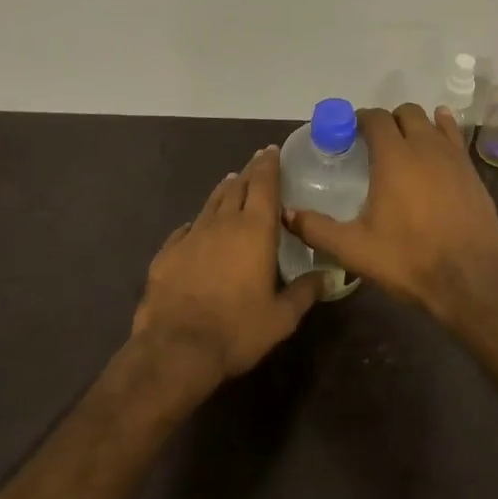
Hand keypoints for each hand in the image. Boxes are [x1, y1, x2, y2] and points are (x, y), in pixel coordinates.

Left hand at [130, 145, 324, 392]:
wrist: (176, 347)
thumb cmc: (237, 330)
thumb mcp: (281, 317)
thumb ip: (305, 292)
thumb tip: (329, 276)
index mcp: (255, 231)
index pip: (264, 185)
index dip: (268, 166)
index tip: (270, 151)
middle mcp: (223, 223)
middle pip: (237, 187)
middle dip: (248, 172)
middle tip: (256, 163)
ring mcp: (191, 236)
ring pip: (211, 203)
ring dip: (224, 190)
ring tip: (231, 182)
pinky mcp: (168, 253)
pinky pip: (186, 228)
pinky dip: (198, 222)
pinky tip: (197, 226)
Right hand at [284, 104, 497, 324]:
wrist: (472, 280)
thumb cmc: (409, 260)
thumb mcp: (354, 249)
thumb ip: (317, 229)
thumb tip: (286, 214)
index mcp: (394, 157)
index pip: (375, 118)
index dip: (359, 119)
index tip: (347, 133)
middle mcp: (426, 147)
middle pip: (406, 113)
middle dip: (388, 120)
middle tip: (373, 143)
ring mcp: (454, 158)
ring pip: (433, 122)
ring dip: (415, 126)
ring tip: (404, 145)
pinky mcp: (473, 173)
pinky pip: (455, 139)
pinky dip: (442, 133)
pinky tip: (437, 147)